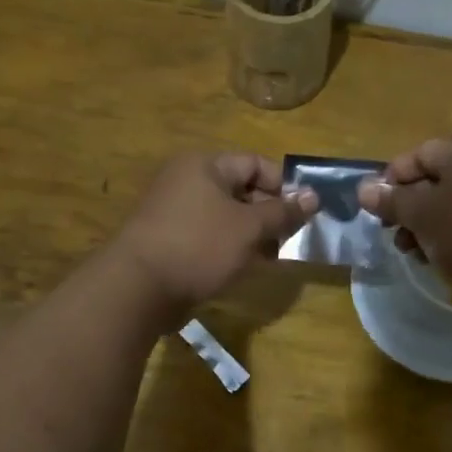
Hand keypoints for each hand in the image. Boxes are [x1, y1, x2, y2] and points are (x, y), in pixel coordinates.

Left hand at [114, 153, 316, 320]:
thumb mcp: (249, 228)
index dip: (283, 185)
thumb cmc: (199, 246)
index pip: (255, 163)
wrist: (138, 288)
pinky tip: (246, 267)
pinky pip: (209, 235)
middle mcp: (187, 180)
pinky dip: (230, 247)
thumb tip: (313, 196)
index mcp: (204, 165)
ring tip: (273, 257)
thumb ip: (283, 212)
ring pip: (226, 216)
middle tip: (292, 238)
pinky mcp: (170, 239)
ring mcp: (175, 211)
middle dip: (270, 213)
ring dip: (253, 234)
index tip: (305, 212)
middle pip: (240, 189)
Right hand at [358, 133, 451, 318]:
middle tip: (395, 237)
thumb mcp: (424, 215)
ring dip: (429, 227)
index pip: (419, 154)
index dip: (392, 181)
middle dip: (410, 210)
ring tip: (415, 254)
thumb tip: (364, 189)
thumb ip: (392, 201)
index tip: (377, 211)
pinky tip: (443, 260)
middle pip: (437, 180)